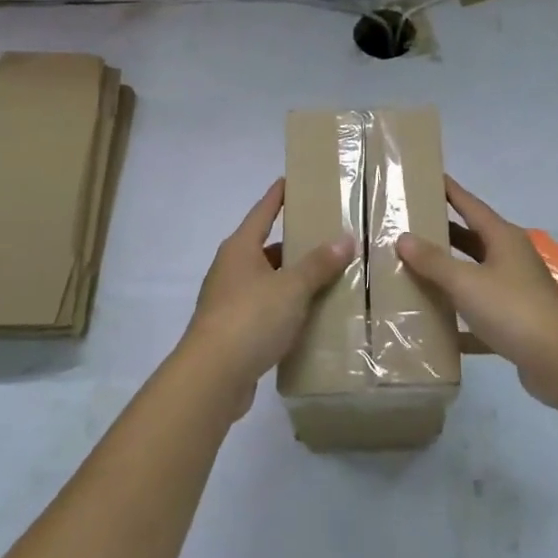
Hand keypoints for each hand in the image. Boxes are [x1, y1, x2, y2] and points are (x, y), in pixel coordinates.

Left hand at [180, 179, 354, 417]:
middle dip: (293, 243)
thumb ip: (319, 264)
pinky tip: (308, 316)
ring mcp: (228, 302)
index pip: (263, 212)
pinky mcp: (232, 332)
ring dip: (291, 279)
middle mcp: (231, 269)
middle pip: (266, 248)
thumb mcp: (292, 287)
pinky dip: (285, 308)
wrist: (212, 377)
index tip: (289, 180)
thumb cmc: (250, 318)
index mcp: (240, 249)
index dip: (277, 196)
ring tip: (325, 277)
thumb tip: (345, 239)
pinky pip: (264, 310)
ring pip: (266, 281)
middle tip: (325, 236)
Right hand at [396, 177, 557, 408]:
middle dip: (444, 232)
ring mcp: (515, 290)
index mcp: (503, 238)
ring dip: (449, 272)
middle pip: (472, 238)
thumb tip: (403, 237)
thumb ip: (434, 261)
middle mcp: (511, 258)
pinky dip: (460, 316)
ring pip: (476, 274)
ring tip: (414, 269)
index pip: (471, 205)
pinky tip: (435, 324)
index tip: (428, 178)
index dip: (450, 191)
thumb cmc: (513, 309)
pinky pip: (480, 312)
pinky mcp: (515, 322)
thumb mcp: (466, 282)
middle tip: (410, 226)